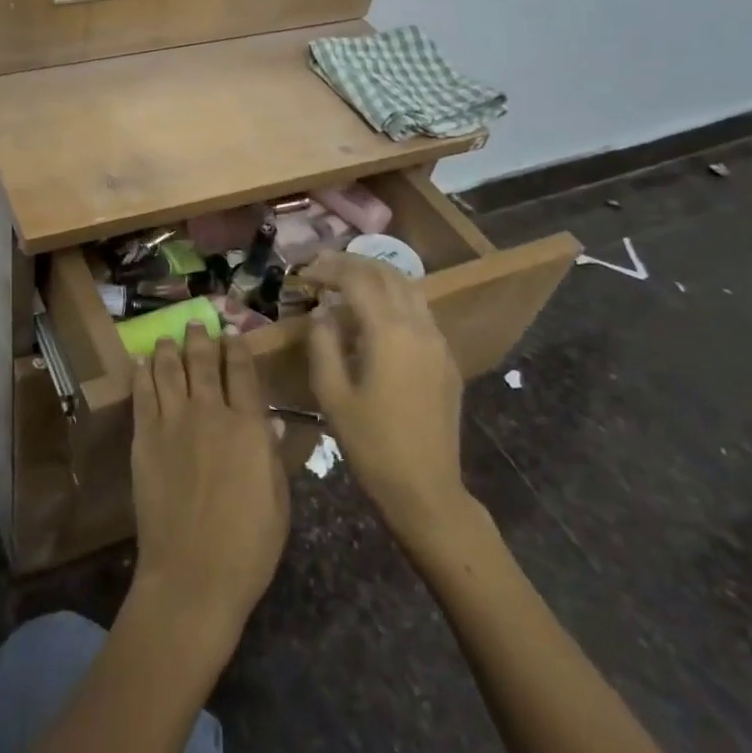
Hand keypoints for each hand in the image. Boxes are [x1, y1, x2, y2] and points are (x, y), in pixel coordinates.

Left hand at [130, 324, 289, 650]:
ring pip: (169, 371)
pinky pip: (142, 395)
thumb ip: (273, 456)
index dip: (237, 349)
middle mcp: (209, 413)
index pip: (242, 373)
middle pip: (203, 363)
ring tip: (168, 335)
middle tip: (197, 322)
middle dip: (201, 338)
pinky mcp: (144, 439)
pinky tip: (141, 361)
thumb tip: (273, 423)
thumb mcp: (278, 500)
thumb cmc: (248, 545)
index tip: (233, 333)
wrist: (193, 574)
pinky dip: (142, 373)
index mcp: (248, 426)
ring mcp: (172, 423)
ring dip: (169, 348)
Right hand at [303, 253, 467, 531]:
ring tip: (348, 281)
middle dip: (354, 264)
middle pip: (388, 275)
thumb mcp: (332, 394)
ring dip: (378, 277)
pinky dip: (395, 298)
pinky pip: (420, 312)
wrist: (425, 488)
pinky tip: (375, 314)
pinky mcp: (446, 360)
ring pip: (410, 289)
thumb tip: (322, 312)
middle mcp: (419, 327)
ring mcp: (438, 342)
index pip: (358, 280)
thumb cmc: (371, 443)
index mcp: (390, 333)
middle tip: (323, 266)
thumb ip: (323, 344)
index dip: (330, 269)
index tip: (305, 271)